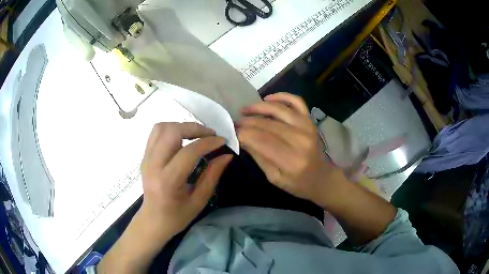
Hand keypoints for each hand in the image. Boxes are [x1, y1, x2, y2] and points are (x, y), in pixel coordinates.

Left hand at [139, 122, 232, 236]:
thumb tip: (227, 155)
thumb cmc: (177, 216)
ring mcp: (146, 158)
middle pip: (172, 132)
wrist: (153, 220)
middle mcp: (153, 165)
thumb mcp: (199, 200)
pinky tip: (182, 138)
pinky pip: (156, 133)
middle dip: (194, 128)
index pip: (189, 152)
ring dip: (182, 126)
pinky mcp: (144, 156)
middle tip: (210, 135)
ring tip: (196, 135)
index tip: (222, 141)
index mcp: (168, 181)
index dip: (208, 143)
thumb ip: (212, 176)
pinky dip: (171, 129)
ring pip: (162, 127)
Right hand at [237, 92, 336, 204]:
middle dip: (247, 122)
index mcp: (290, 159)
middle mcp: (300, 139)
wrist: (319, 177)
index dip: (243, 133)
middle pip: (268, 124)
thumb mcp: (274, 177)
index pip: (261, 140)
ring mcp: (306, 127)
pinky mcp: (309, 120)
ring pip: (279, 109)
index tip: (232, 132)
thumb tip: (242, 138)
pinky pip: (296, 101)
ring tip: (245, 110)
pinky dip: (282, 96)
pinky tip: (268, 99)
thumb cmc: (296, 182)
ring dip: (259, 107)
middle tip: (235, 123)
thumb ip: (258, 157)